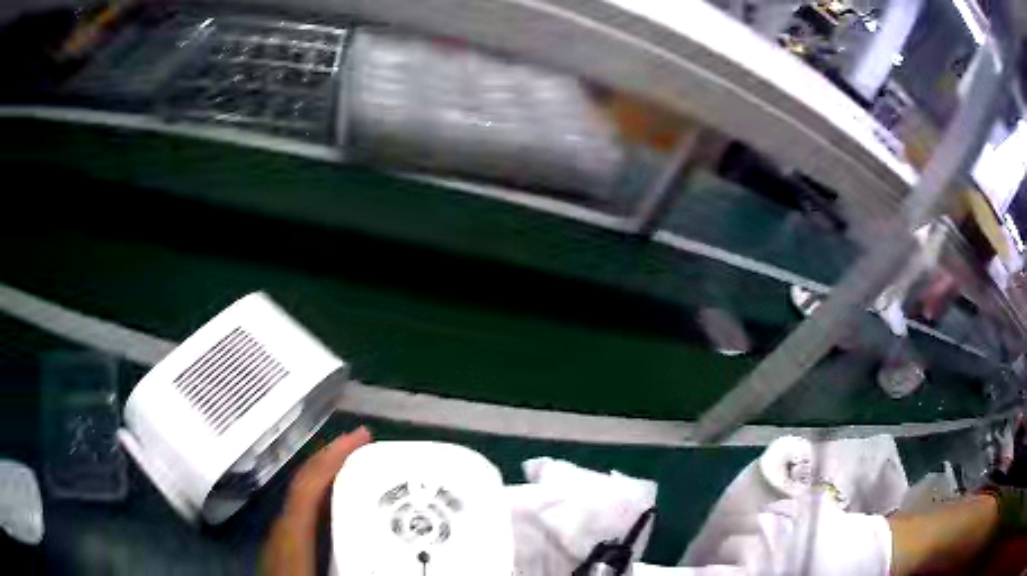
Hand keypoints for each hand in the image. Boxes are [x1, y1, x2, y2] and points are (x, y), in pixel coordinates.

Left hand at [261, 427, 371, 575]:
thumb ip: (353, 564)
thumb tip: (394, 558)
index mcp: (290, 535)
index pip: (310, 484)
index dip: (333, 455)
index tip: (360, 436)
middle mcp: (282, 529)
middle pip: (305, 482)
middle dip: (333, 457)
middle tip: (365, 445)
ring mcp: (281, 538)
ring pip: (304, 496)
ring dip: (329, 476)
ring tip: (359, 468)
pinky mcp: (286, 549)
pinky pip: (305, 513)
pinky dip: (323, 498)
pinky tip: (340, 508)